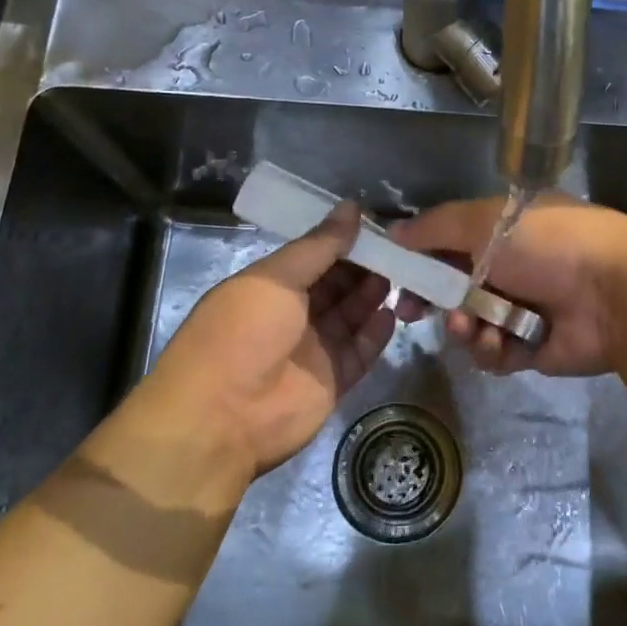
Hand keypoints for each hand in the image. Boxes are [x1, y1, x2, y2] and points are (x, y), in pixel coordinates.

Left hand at [149, 204, 393, 474]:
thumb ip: (318, 246)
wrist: (223, 418)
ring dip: (372, 295)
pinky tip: (393, 313)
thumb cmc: (243, 333)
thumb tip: (352, 207)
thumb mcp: (276, 278)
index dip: (341, 241)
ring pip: (350, 315)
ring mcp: (312, 350)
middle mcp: (290, 316)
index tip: (375, 224)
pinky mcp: (331, 382)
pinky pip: (360, 351)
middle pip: (335, 285)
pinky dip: (376, 333)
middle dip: (363, 266)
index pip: (312, 257)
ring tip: (403, 274)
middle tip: (399, 248)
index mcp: (268, 287)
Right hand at [390, 195, 626, 376]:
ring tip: (472, 327)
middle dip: (432, 300)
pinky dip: (491, 349)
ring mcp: (522, 307)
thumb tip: (393, 233)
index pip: (448, 243)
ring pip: (469, 323)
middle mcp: (511, 266)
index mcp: (502, 229)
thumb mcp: (483, 221)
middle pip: (454, 287)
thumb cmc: (546, 244)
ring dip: (463, 327)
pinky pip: (494, 352)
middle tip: (411, 313)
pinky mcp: (533, 346)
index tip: (394, 277)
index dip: (419, 260)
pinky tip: (499, 343)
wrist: (613, 293)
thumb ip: (433, 228)